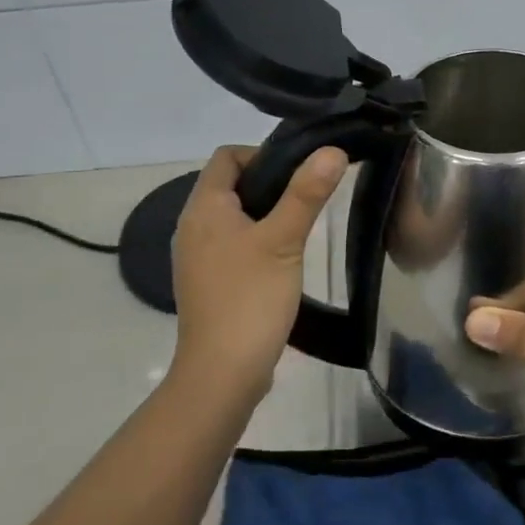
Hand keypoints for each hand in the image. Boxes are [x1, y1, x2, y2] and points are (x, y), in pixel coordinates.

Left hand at [169, 144, 347, 401]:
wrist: (222, 373)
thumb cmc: (250, 299)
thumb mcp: (284, 240)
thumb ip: (306, 193)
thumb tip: (332, 150)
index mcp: (203, 208)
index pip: (227, 156)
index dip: (263, 154)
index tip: (300, 172)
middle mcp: (192, 226)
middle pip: (230, 185)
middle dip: (270, 184)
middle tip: (308, 197)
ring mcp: (197, 257)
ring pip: (233, 216)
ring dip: (265, 213)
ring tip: (300, 226)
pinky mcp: (208, 282)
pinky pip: (232, 245)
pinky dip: (256, 241)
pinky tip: (283, 259)